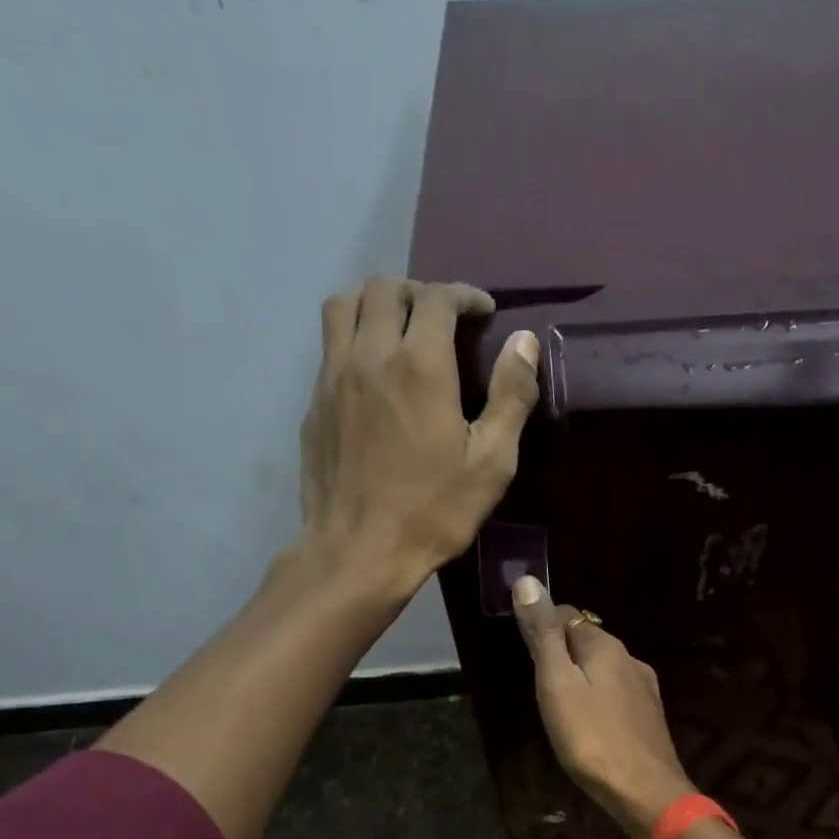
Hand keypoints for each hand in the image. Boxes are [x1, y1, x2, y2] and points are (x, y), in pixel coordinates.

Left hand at [298, 277, 539, 592]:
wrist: (359, 550)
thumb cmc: (433, 512)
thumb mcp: (491, 463)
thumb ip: (511, 396)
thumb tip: (524, 341)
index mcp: (420, 365)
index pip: (437, 298)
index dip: (464, 295)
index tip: (482, 312)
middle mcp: (370, 355)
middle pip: (385, 288)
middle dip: (420, 293)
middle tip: (444, 320)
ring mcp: (333, 376)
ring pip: (345, 305)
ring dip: (377, 303)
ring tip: (400, 329)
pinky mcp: (314, 402)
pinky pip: (330, 345)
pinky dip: (354, 337)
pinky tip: (374, 373)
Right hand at [512, 575, 695, 838]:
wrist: (645, 792)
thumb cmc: (592, 738)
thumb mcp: (557, 684)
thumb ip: (543, 635)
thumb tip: (528, 581)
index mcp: (605, 646)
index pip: (568, 616)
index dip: (542, 623)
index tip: (523, 646)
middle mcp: (630, 659)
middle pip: (588, 640)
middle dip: (561, 649)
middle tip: (536, 677)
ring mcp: (644, 688)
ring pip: (604, 668)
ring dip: (581, 674)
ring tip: (559, 700)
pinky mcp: (649, 716)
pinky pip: (616, 692)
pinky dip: (598, 696)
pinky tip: (590, 718)